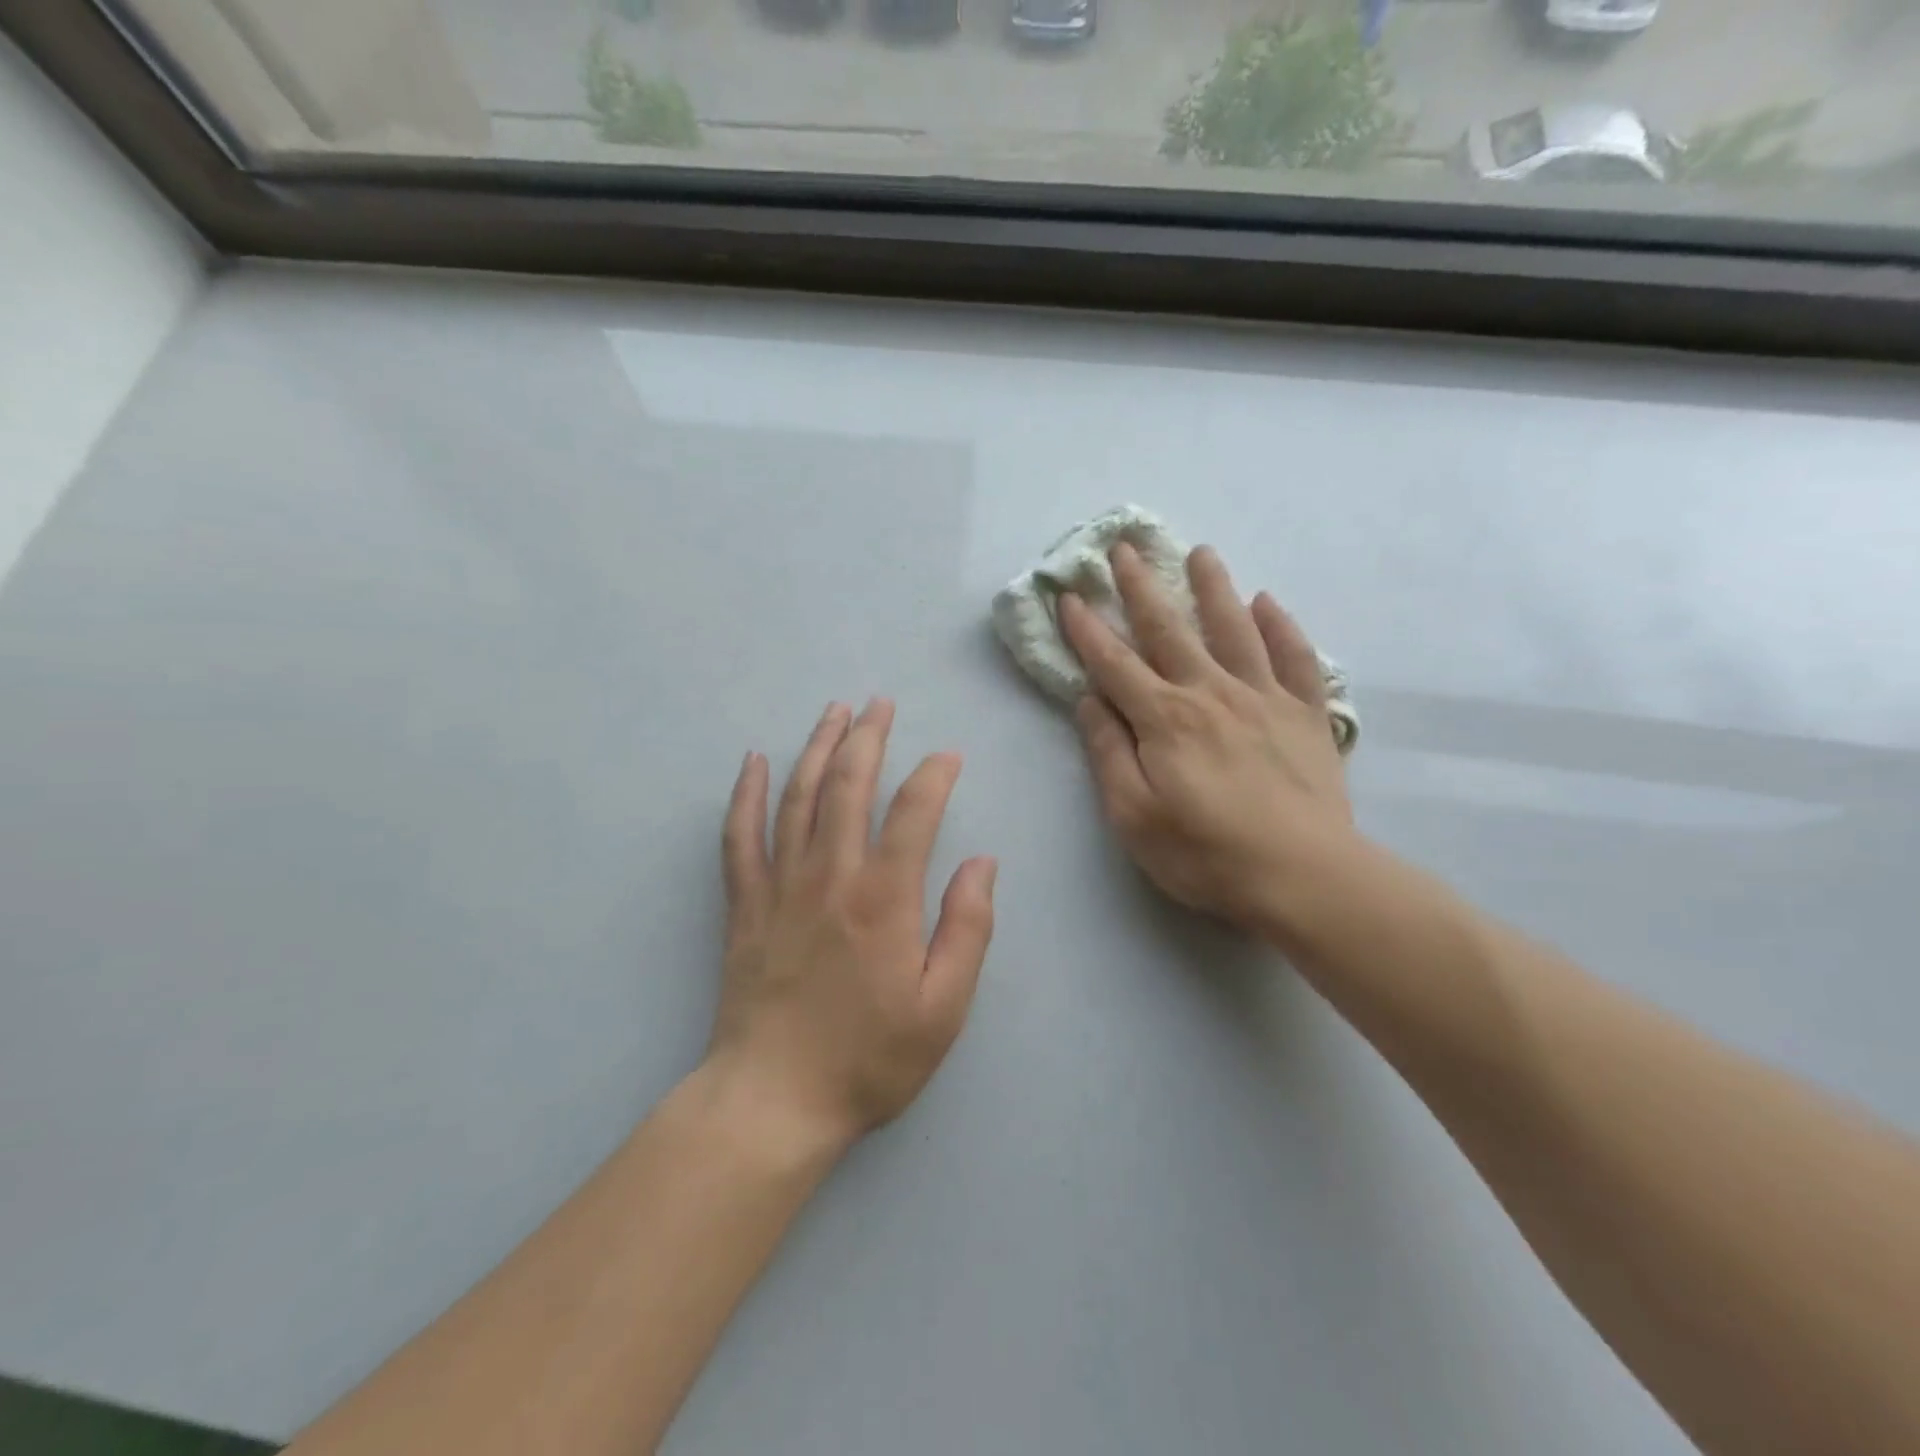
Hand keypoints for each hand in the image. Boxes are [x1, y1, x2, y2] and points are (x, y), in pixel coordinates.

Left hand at [709, 700, 996, 1148]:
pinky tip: (754, 762)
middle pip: (849, 785)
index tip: (948, 756)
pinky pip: (740, 835)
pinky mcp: (745, 904)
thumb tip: (981, 862)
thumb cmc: (869, 1058)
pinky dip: (746, 794)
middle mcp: (830, 875)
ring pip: (798, 797)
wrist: (774, 1100)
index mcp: (884, 898)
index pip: (913, 811)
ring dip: (818, 748)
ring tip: (833, 711)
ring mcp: (780, 885)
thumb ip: (967, 928)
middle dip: (868, 737)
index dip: (934, 775)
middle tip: (879, 703)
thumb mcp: (944, 1008)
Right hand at [1059, 543, 1355, 932]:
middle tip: (1125, 546)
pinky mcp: (1306, 714)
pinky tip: (1268, 603)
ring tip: (1200, 552)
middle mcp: (1211, 693)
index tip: (1070, 595)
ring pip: (1234, 629)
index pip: (1114, 663)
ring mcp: (1263, 698)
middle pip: (1169, 630)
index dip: (1087, 628)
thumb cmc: (1205, 854)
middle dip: (1141, 586)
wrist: (1304, 876)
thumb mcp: (1133, 816)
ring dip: (1213, 587)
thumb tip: (1089, 700)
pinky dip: (1281, 627)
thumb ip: (1109, 753)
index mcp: (1164, 719)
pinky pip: (1295, 658)